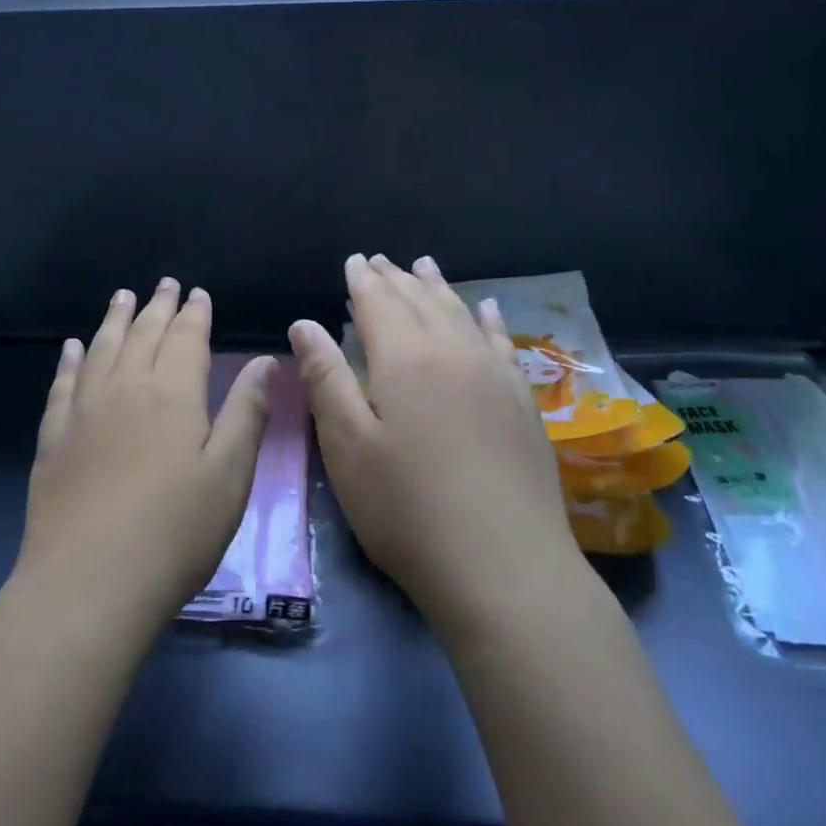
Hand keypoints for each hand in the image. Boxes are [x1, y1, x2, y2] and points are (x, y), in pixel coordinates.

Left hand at [15, 279, 275, 640]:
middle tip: (164, 284)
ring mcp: (83, 411)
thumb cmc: (175, 532)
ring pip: (100, 349)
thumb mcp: (229, 474)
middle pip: (142, 334)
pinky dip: (70, 360)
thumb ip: (246, 412)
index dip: (193, 313)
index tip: (197, 293)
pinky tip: (72, 348)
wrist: (88, 584)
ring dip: (114, 320)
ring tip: (122, 297)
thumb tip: (265, 361)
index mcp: (172, 393)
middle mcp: (125, 388)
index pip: (185, 338)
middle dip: (157, 306)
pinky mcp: (53, 439)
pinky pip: (63, 384)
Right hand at [289, 254, 585, 639]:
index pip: (377, 302)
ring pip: (460, 312)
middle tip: (379, 260)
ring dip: (437, 287)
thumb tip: (304, 323)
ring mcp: (493, 373)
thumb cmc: (406, 508)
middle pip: (419, 300)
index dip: (361, 280)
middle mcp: (451, 351)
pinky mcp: (522, 400)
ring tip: (423, 265)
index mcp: (403, 358)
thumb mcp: (347, 446)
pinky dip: (489, 318)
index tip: (353, 260)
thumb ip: (325, 377)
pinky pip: (502, 341)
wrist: (504, 566)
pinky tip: (486, 307)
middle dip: (395, 278)